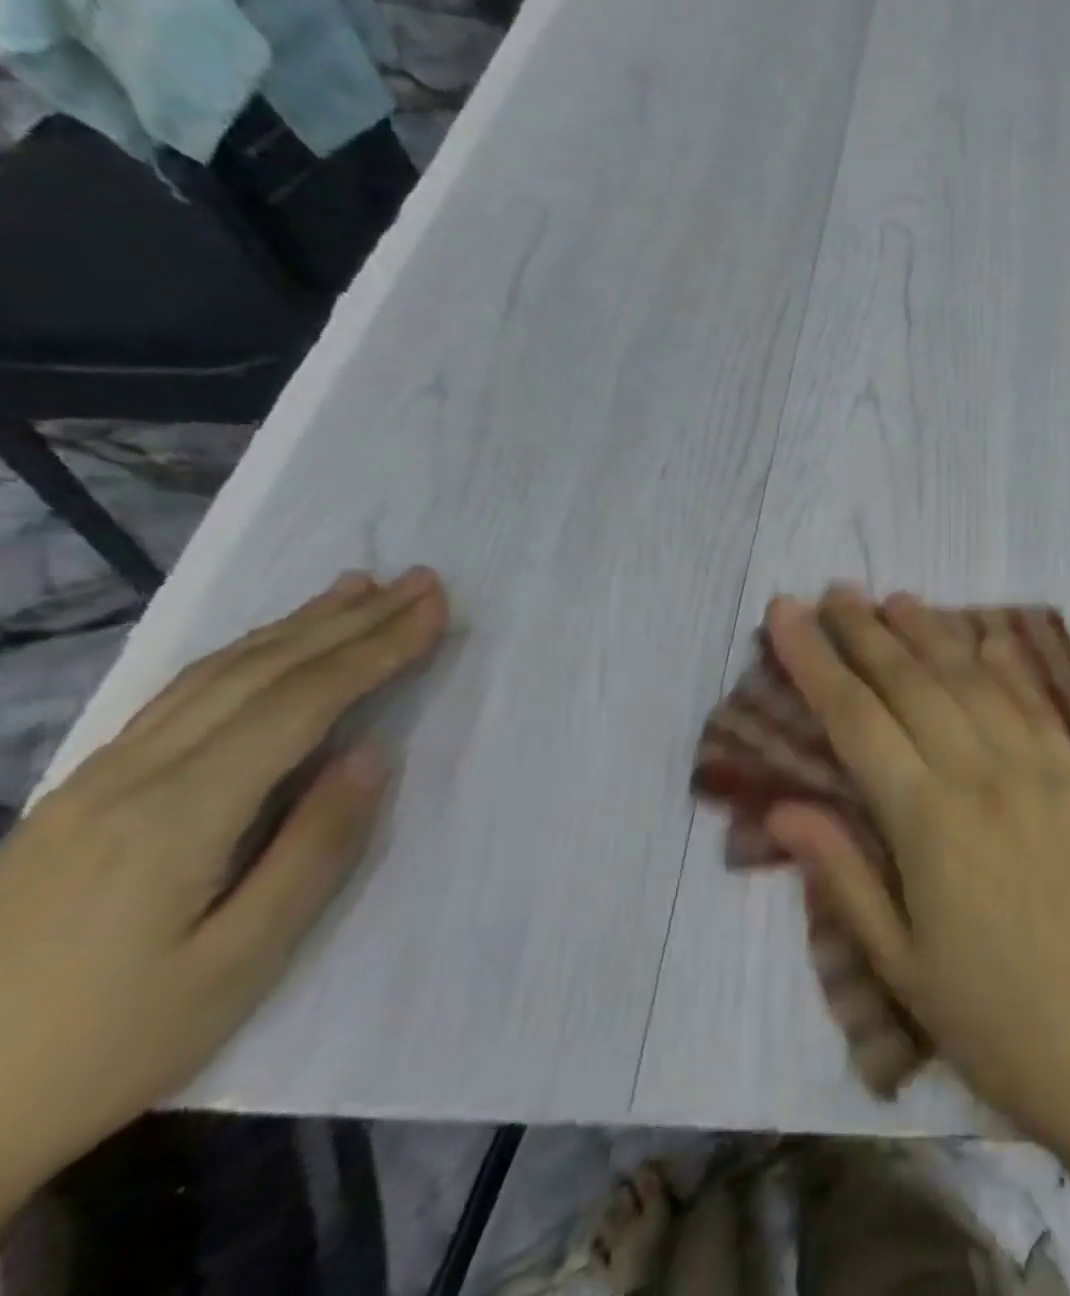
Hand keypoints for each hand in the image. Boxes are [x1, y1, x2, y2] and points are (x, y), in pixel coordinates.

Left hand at [0, 568, 447, 1215]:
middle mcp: (134, 776)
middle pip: (260, 673)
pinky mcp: (82, 795)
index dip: (375, 649)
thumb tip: (372, 755)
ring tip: (355, 589)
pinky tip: (266, 647)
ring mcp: (96, 781)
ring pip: (214, 676)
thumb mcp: (239, 962)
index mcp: (180, 814)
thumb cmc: (113, 1040)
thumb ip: (314, 850)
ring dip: (296, 625)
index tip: (434, 609)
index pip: (301, 703)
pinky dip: (241, 656)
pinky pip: (179, 698)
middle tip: (417, 581)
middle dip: (348, 620)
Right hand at [762, 589, 1069, 1153]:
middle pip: (912, 682)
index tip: (786, 612)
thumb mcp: (897, 962)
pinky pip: (1038, 705)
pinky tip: (986, 636)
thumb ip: (842, 872)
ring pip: (974, 680)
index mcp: (929, 821)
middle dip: (866, 632)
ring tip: (897, 599)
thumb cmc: (989, 1017)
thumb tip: (783, 806)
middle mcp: (982, 776)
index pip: (856, 718)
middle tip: (835, 591)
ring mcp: (1039, 771)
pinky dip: (1008, 664)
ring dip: (932, 633)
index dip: (815, 660)